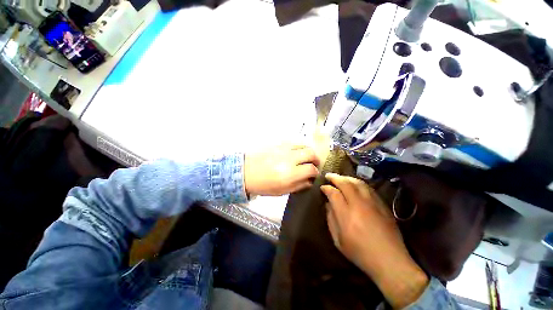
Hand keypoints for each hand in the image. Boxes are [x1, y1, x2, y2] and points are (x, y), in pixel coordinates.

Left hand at [244, 144, 320, 195]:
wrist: (245, 172)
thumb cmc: (262, 184)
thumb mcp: (281, 191)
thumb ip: (298, 185)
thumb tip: (309, 181)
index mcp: (289, 173)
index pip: (311, 169)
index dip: (315, 172)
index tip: (314, 175)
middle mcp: (288, 158)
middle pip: (310, 153)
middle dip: (316, 159)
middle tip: (314, 164)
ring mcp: (283, 148)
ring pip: (303, 144)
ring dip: (308, 151)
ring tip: (307, 157)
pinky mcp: (277, 143)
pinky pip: (293, 142)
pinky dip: (299, 146)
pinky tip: (296, 152)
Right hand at [321, 173, 427, 308]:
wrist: (390, 261)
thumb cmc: (360, 253)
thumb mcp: (338, 240)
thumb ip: (331, 219)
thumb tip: (328, 204)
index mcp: (346, 215)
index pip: (334, 193)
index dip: (326, 188)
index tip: (322, 187)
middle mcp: (359, 205)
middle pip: (346, 183)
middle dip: (335, 177)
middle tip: (328, 175)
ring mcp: (373, 203)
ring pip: (358, 183)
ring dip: (347, 178)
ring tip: (341, 178)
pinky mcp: (382, 205)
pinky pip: (369, 188)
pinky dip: (359, 183)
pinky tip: (355, 184)